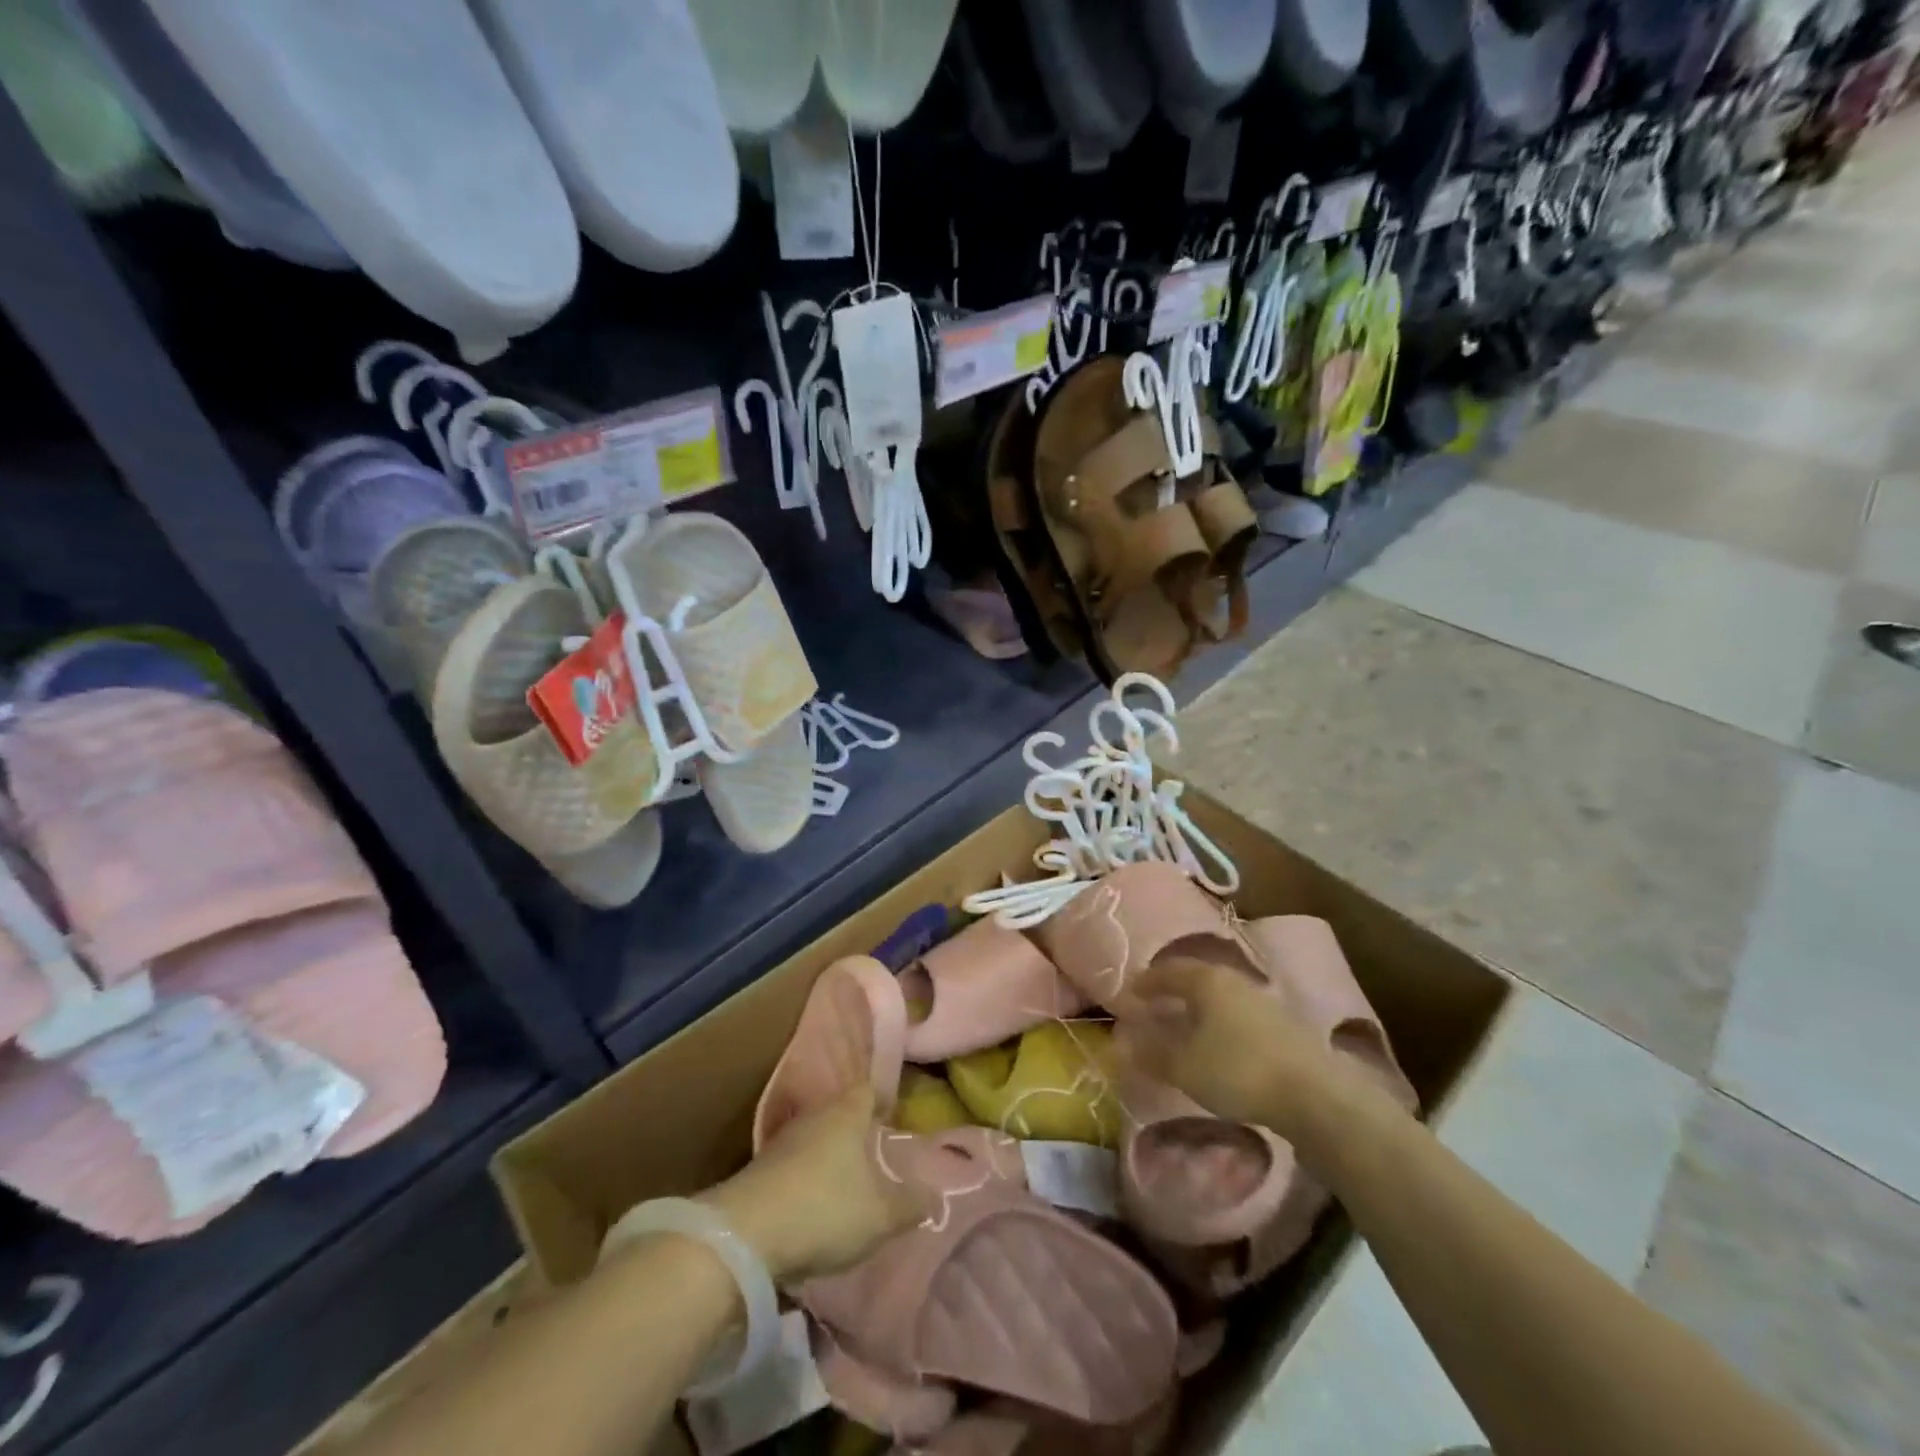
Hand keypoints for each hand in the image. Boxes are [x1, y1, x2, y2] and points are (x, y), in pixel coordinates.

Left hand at [702, 1084, 927, 1284]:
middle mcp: (813, 1118)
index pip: (868, 1090)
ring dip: (827, 1157)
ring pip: (813, 1139)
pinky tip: (812, 1206)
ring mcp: (781, 1143)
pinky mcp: (757, 1172)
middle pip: (839, 1113)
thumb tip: (935, 1195)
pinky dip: (805, 1179)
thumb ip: (910, 1205)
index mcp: (846, 1115)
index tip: (891, 1112)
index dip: (881, 1098)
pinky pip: (792, 1166)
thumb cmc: (824, 1210)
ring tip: (845, 1183)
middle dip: (855, 1130)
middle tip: (873, 1152)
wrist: (744, 1235)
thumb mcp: (880, 1216)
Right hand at [1115, 956, 1347, 1138]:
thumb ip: (1151, 1052)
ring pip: (1219, 996)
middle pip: (1195, 978)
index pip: (1167, 970)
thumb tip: (1123, 1041)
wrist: (1315, 1095)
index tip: (1128, 994)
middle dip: (1171, 990)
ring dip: (1197, 1008)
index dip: (1145, 982)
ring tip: (1183, 1026)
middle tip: (1152, 1005)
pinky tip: (1218, 1044)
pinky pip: (1237, 1014)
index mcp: (1206, 980)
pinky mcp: (1283, 1026)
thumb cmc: (1238, 1070)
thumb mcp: (1184, 1066)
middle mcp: (1234, 980)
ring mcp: (1262, 1001)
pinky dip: (1219, 1023)